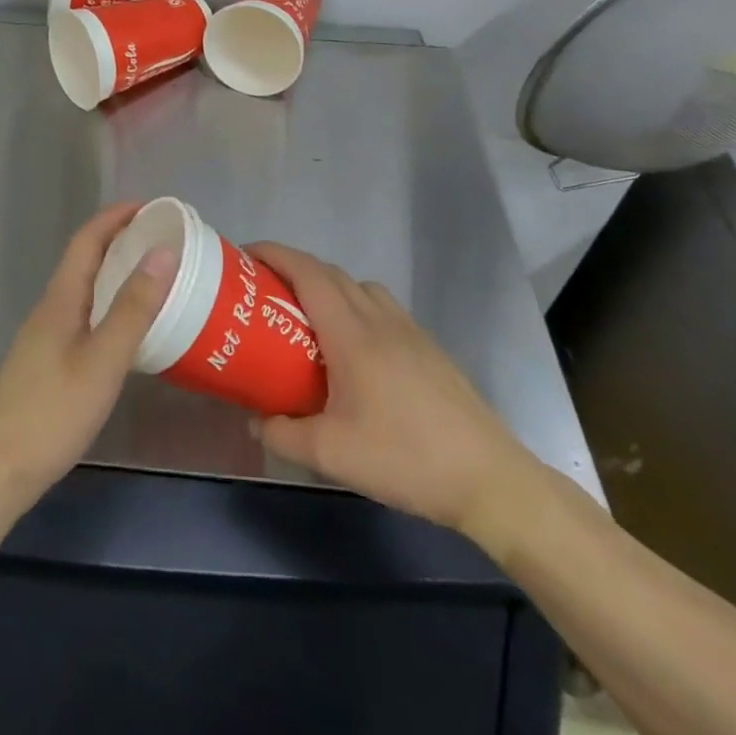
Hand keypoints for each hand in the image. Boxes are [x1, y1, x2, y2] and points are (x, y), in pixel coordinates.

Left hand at [0, 203, 175, 504]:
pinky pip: (82, 316)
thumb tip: (163, 253)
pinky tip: (127, 329)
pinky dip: (108, 305)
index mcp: (60, 300)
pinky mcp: (45, 363)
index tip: (152, 207)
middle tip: (163, 241)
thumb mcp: (102, 361)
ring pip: (83, 290)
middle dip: (121, 241)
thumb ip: (133, 309)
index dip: (116, 217)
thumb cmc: (52, 413)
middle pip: (84, 261)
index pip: (87, 240)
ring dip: (115, 274)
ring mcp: (44, 338)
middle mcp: (49, 310)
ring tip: (155, 279)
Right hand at [248, 242, 549, 560]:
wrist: (489, 479)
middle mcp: (381, 321)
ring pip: (361, 288)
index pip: (309, 273)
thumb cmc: (405, 458)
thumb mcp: (330, 455)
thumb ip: (283, 434)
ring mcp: (410, 332)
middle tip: (265, 289)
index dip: (275, 255)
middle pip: (332, 274)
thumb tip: (256, 420)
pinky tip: (353, 350)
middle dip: (294, 269)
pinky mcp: (430, 349)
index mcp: (353, 334)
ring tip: (308, 318)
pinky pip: (383, 308)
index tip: (246, 255)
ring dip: (329, 287)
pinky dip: (357, 307)